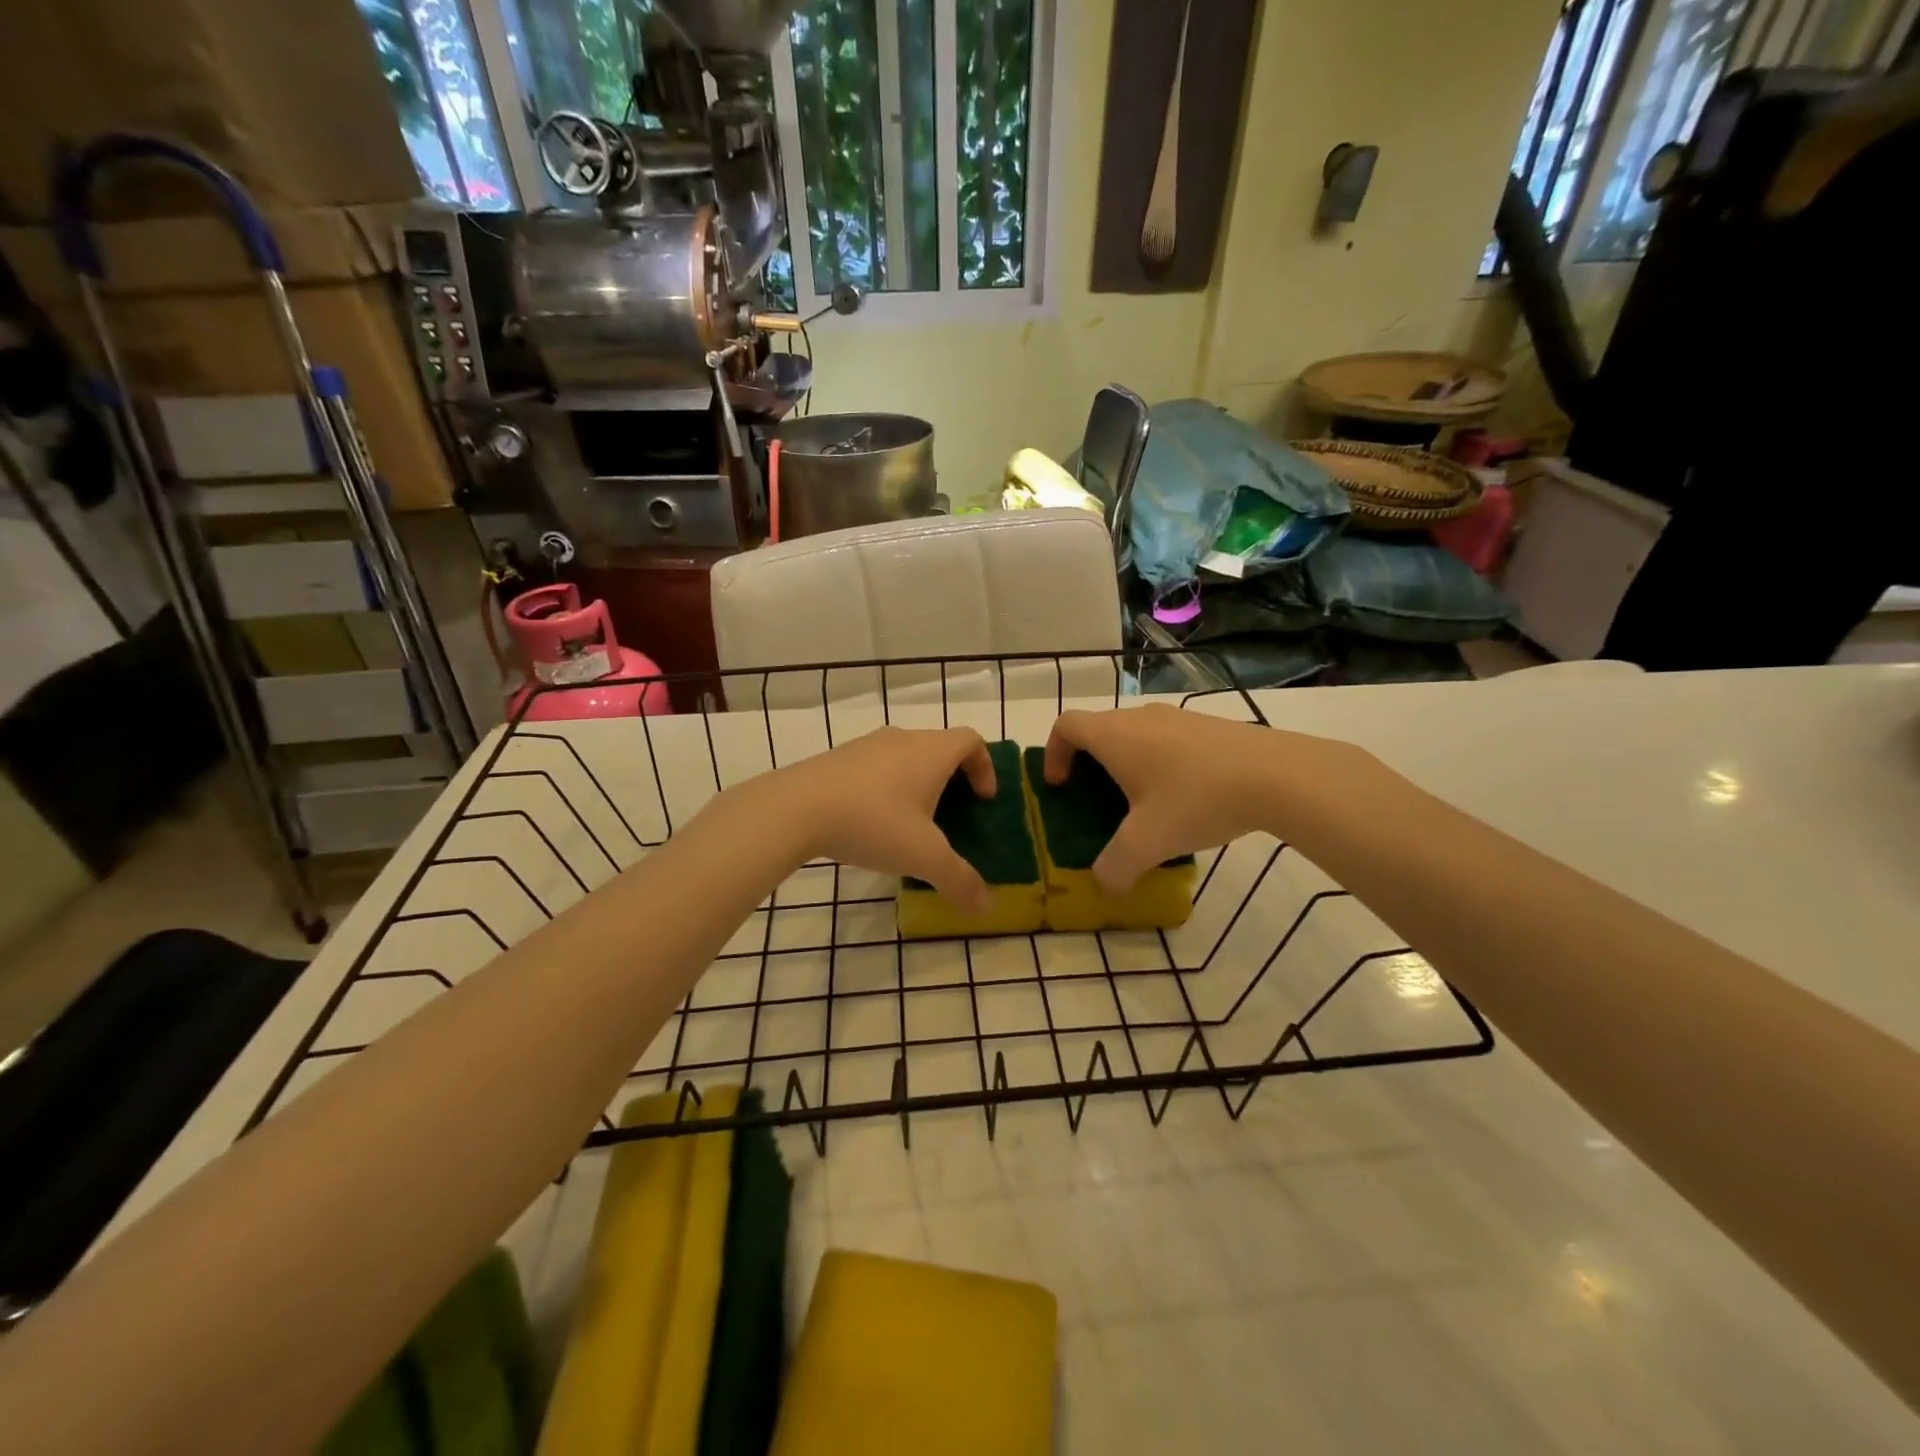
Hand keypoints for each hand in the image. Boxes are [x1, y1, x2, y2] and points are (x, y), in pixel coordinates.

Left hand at [773, 726, 995, 911]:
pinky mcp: (837, 758)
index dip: (985, 766)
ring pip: (905, 756)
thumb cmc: (873, 822)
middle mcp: (902, 739)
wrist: (795, 808)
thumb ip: (959, 880)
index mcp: (931, 752)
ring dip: (916, 782)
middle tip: (952, 814)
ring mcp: (866, 745)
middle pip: (939, 747)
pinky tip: (871, 822)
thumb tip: (986, 907)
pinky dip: (886, 786)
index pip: (971, 741)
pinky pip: (875, 767)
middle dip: (952, 778)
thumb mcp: (923, 857)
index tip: (983, 799)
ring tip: (911, 822)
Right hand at [1044, 705, 1378, 892]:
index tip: (1061, 785)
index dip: (1054, 753)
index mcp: (1114, 735)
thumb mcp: (1148, 843)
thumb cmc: (1196, 800)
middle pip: (1098, 729)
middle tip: (1097, 801)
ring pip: (1134, 734)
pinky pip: (1165, 739)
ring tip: (1142, 805)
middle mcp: (1139, 718)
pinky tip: (1184, 799)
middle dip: (1088, 763)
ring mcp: (1177, 717)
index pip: (1065, 725)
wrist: (1278, 775)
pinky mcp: (1207, 726)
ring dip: (1126, 763)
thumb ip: (1115, 867)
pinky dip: (1158, 762)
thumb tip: (1105, 885)